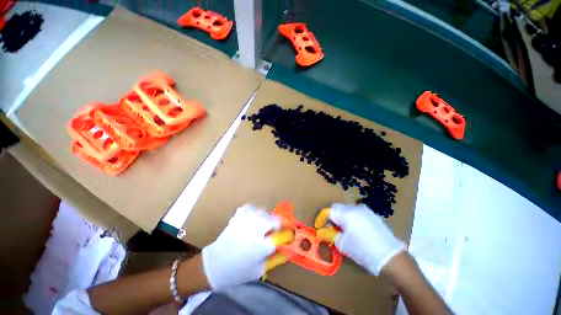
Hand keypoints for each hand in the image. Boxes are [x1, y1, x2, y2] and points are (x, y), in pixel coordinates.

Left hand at [201, 204, 284, 289]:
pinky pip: (252, 208)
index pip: (282, 236)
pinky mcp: (239, 215)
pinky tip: (254, 218)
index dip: (289, 234)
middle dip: (279, 225)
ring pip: (264, 211)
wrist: (213, 265)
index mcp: (261, 245)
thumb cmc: (237, 271)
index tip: (291, 234)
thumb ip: (276, 257)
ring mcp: (246, 219)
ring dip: (267, 218)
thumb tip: (287, 248)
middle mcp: (255, 229)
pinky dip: (256, 212)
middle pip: (275, 220)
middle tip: (276, 231)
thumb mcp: (259, 269)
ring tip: (264, 226)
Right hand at [325, 203, 404, 275]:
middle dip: (332, 217)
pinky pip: (357, 213)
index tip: (319, 227)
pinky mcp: (373, 215)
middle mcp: (355, 208)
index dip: (322, 218)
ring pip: (347, 209)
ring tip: (344, 230)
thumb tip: (322, 232)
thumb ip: (330, 235)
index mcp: (346, 213)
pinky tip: (355, 230)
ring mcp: (365, 210)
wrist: (390, 257)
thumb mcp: (343, 244)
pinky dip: (352, 219)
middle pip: (337, 208)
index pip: (328, 211)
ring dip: (342, 217)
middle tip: (331, 229)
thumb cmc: (363, 250)